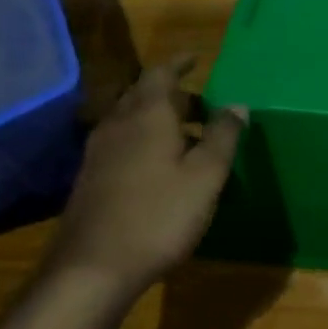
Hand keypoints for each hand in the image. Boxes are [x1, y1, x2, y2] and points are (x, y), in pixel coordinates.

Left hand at [50, 56, 246, 293]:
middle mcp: (118, 123)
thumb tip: (237, 105)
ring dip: (158, 119)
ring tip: (186, 136)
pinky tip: (158, 167)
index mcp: (148, 114)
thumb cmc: (158, 216)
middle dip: (174, 94)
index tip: (197, 59)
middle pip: (144, 94)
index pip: (161, 73)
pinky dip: (143, 140)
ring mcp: (98, 151)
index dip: (179, 63)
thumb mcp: (205, 176)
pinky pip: (121, 142)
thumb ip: (223, 137)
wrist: (91, 269)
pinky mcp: (90, 178)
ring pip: (131, 119)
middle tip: (203, 106)